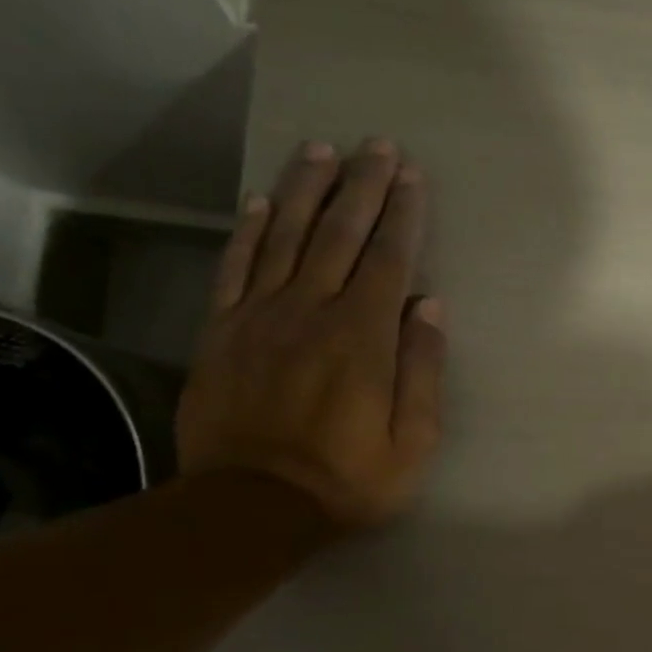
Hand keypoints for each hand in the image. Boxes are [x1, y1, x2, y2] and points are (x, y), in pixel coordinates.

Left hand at [176, 138, 443, 530]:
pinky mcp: (221, 331)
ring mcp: (259, 316)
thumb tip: (429, 306)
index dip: (403, 214)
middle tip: (377, 145)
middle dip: (363, 186)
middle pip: (340, 235)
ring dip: (307, 190)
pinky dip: (249, 230)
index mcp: (363, 338)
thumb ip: (422, 370)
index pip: (388, 259)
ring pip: (286, 237)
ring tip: (323, 150)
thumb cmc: (348, 479)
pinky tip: (261, 200)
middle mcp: (311, 311)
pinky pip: (235, 267)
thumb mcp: (413, 441)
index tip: (412, 176)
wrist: (251, 506)